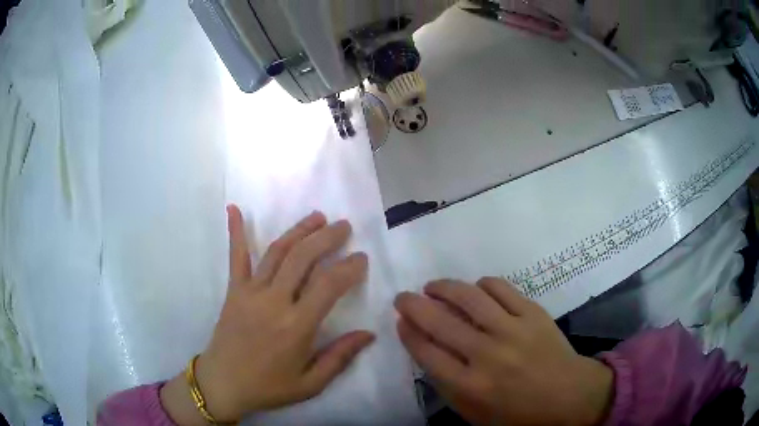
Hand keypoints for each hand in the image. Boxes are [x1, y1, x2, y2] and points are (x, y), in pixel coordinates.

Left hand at [161, 206, 373, 424]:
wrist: (223, 384)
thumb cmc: (268, 386)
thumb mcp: (310, 383)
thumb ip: (339, 357)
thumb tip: (369, 334)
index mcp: (296, 327)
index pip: (328, 286)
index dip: (348, 268)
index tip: (361, 258)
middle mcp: (274, 302)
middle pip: (303, 259)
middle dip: (326, 238)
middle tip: (343, 226)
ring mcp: (250, 292)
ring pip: (277, 252)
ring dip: (298, 230)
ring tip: (317, 217)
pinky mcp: (234, 291)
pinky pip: (236, 257)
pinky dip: (236, 232)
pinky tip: (234, 208)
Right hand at [394, 278, 612, 425]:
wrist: (567, 396)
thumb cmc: (516, 413)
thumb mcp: (472, 412)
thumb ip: (446, 383)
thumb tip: (425, 347)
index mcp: (469, 386)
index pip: (425, 352)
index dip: (408, 332)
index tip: (400, 322)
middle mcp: (486, 355)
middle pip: (439, 321)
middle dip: (413, 305)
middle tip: (403, 297)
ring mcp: (512, 330)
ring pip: (468, 296)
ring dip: (444, 287)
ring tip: (434, 286)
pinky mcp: (533, 313)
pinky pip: (500, 288)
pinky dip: (481, 284)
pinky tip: (475, 289)